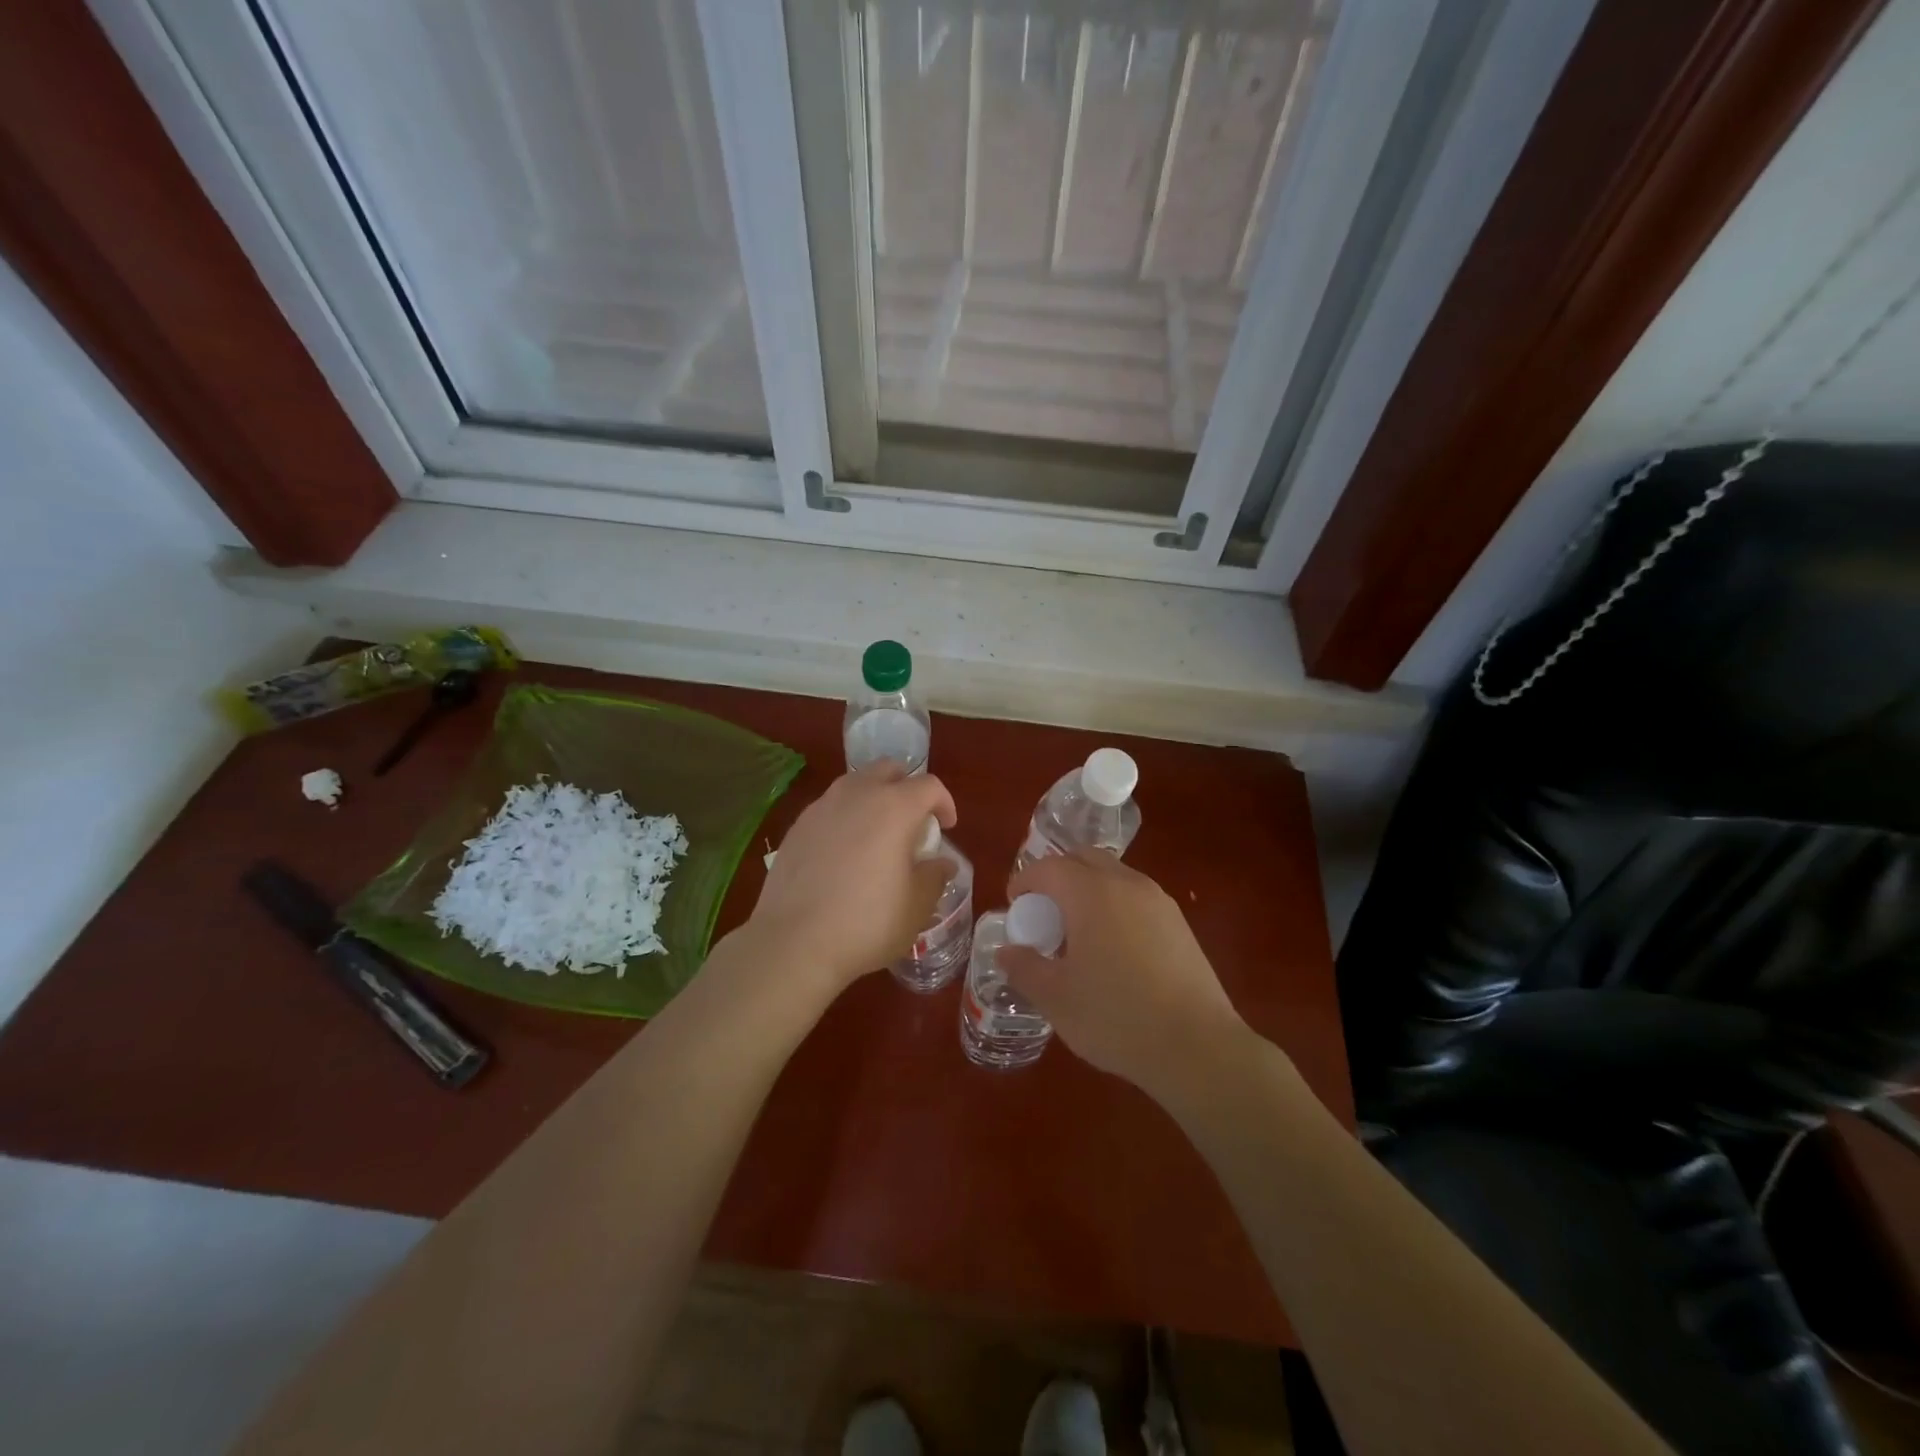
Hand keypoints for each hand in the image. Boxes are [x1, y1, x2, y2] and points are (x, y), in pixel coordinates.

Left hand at [745, 765, 957, 999]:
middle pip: (888, 770)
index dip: (944, 803)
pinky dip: (844, 818)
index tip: (946, 827)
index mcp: (894, 807)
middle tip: (912, 822)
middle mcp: (857, 794)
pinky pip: (829, 808)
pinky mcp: (797, 826)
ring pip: (855, 784)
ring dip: (873, 799)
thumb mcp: (916, 906)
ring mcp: (821, 807)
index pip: (929, 786)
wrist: (793, 942)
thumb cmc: (867, 923)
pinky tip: (843, 853)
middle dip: (906, 788)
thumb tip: (941, 864)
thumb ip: (933, 877)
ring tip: (877, 835)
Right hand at [1001, 850, 1250, 1098]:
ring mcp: (1158, 901)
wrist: (1196, 1047)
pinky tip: (1114, 949)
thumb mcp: (1055, 998)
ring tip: (1079, 932)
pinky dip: (1115, 906)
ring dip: (1089, 889)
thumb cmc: (1116, 1017)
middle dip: (1058, 876)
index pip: (1049, 867)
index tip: (1015, 905)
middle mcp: (1126, 884)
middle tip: (1045, 912)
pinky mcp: (1180, 923)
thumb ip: (1024, 968)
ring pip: (1114, 876)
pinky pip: (1136, 898)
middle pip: (1084, 859)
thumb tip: (1007, 951)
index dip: (1026, 881)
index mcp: (1091, 893)